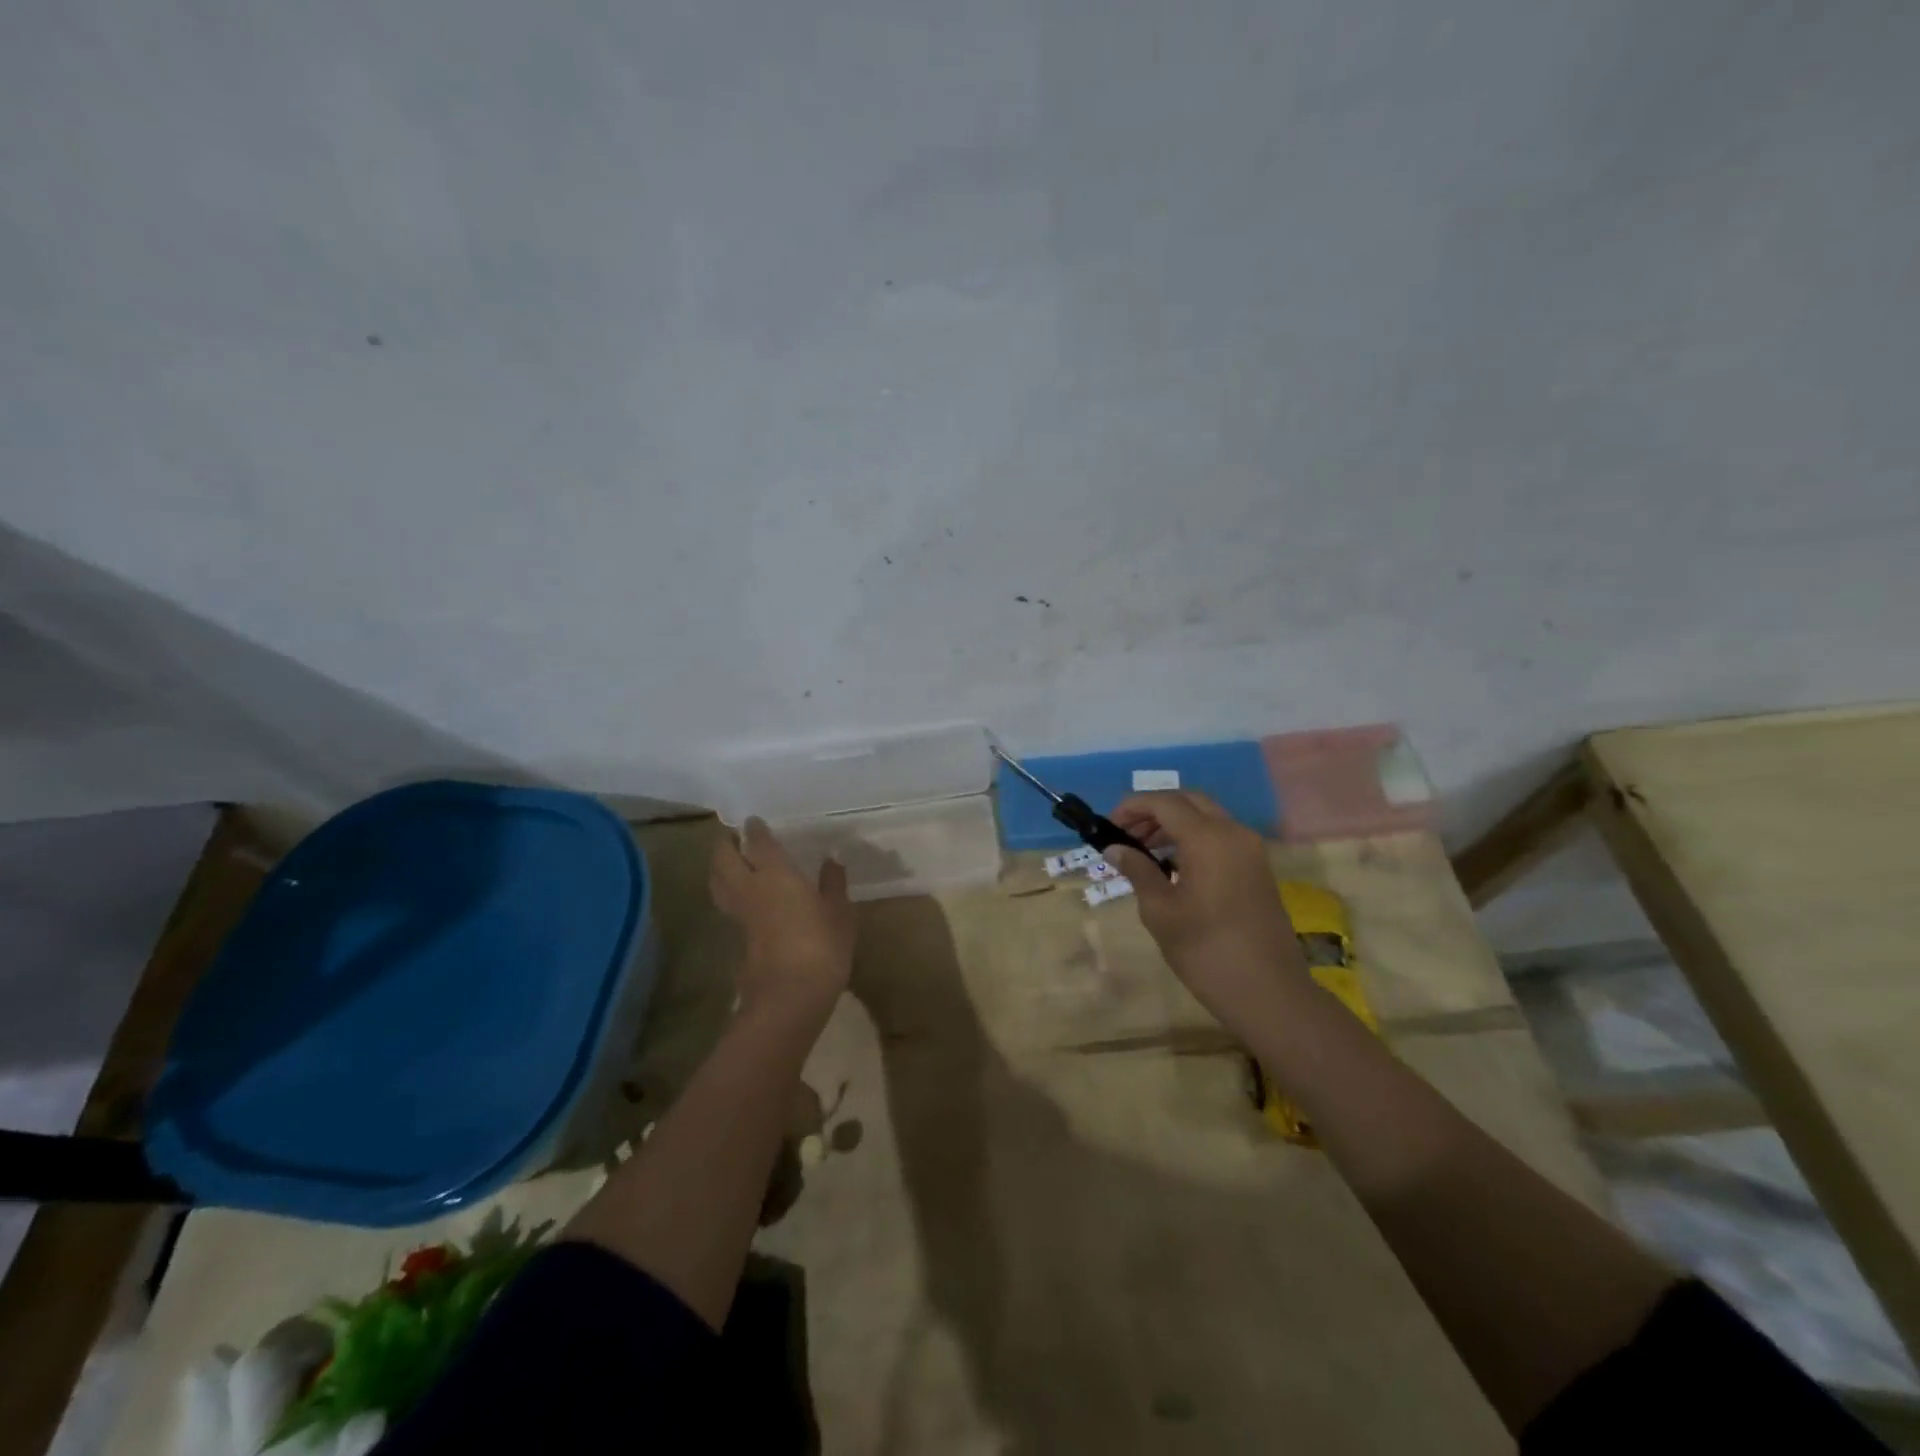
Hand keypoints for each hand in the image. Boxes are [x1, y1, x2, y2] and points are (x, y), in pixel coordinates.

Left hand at [710, 819, 855, 1015]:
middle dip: (725, 845)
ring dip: (719, 868)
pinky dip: (728, 892)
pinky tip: (742, 896)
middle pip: (725, 859)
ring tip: (728, 861)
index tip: (753, 821)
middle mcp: (751, 888)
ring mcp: (740, 915)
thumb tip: (831, 861)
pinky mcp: (738, 938)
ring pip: (718, 882)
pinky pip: (727, 904)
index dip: (755, 830)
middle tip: (731, 836)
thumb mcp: (839, 912)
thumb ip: (833, 884)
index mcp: (775, 873)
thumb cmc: (821, 945)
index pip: (759, 843)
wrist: (790, 995)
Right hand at [1105, 791, 1307, 1033]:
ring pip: (1207, 817)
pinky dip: (1194, 838)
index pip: (1164, 802)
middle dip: (1154, 811)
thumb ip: (1137, 871)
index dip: (1132, 807)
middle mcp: (1233, 833)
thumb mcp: (1160, 911)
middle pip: (1188, 801)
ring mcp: (1250, 850)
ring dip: (1174, 824)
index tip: (1107, 826)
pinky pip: (1221, 836)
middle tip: (1126, 834)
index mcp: (1208, 838)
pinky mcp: (1258, 868)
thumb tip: (1114, 849)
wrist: (1269, 993)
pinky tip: (1173, 866)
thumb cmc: (1206, 951)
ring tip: (1144, 851)